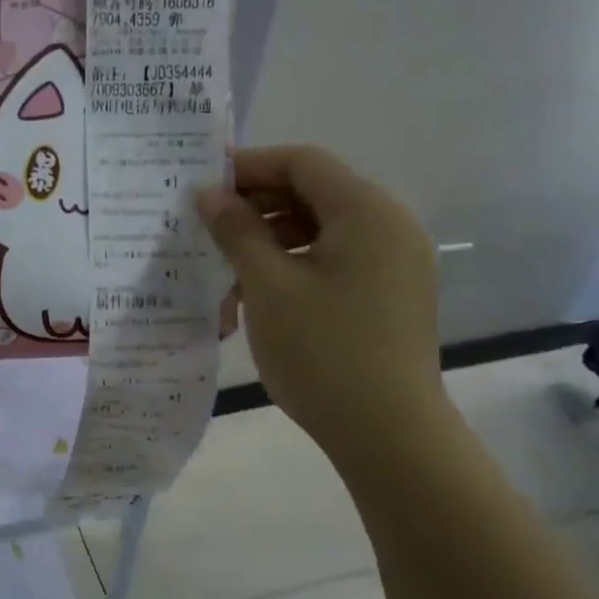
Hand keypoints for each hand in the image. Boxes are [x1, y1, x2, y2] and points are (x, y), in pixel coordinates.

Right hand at [196, 145, 447, 466]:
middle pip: (313, 193)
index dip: (249, 166)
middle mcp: (390, 226)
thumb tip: (208, 193)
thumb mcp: (268, 286)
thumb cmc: (323, 352)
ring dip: (270, 240)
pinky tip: (260, 295)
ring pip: (321, 230)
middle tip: (207, 229)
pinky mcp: (390, 293)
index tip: (203, 185)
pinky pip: (336, 259)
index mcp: (367, 212)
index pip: (302, 162)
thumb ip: (236, 231)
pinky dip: (295, 266)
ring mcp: (395, 262)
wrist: (390, 435)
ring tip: (228, 273)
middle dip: (256, 206)